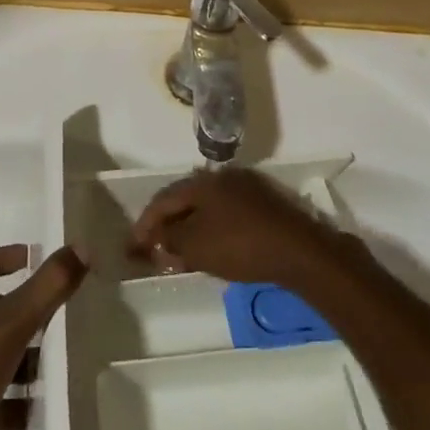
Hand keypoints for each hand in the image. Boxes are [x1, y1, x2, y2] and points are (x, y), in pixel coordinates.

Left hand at [0, 244, 86, 429]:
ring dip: (18, 355)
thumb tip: (81, 247)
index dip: (11, 256)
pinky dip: (10, 396)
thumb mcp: (13, 323)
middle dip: (21, 310)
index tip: (39, 260)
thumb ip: (49, 285)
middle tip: (54, 314)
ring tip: (52, 364)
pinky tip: (37, 407)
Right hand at [129, 168, 358, 289]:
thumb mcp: (196, 247)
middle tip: (153, 249)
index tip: (131, 249)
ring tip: (178, 252)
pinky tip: (208, 248)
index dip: (144, 225)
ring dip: (187, 228)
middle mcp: (220, 178)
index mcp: (200, 182)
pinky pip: (223, 214)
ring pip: (204, 208)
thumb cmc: (240, 245)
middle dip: (166, 225)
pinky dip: (209, 229)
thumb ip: (170, 241)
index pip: (162, 200)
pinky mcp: (261, 204)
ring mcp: (243, 188)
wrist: (298, 250)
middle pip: (183, 200)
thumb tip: (157, 240)